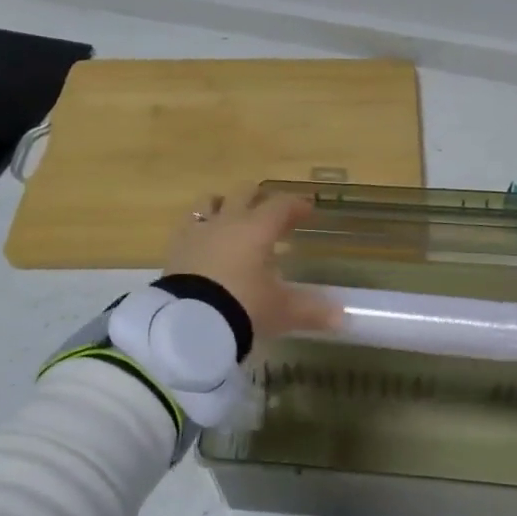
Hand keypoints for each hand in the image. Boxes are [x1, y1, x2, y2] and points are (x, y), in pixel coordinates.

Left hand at [164, 184, 341, 342]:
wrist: (187, 322)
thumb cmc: (243, 306)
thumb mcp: (281, 311)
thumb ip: (311, 311)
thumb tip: (342, 318)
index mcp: (257, 228)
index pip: (281, 205)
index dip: (296, 206)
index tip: (307, 210)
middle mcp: (228, 221)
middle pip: (244, 193)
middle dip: (260, 198)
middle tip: (271, 211)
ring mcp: (197, 232)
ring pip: (210, 202)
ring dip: (224, 205)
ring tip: (232, 218)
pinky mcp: (174, 249)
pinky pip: (188, 226)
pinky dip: (201, 229)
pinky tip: (205, 243)